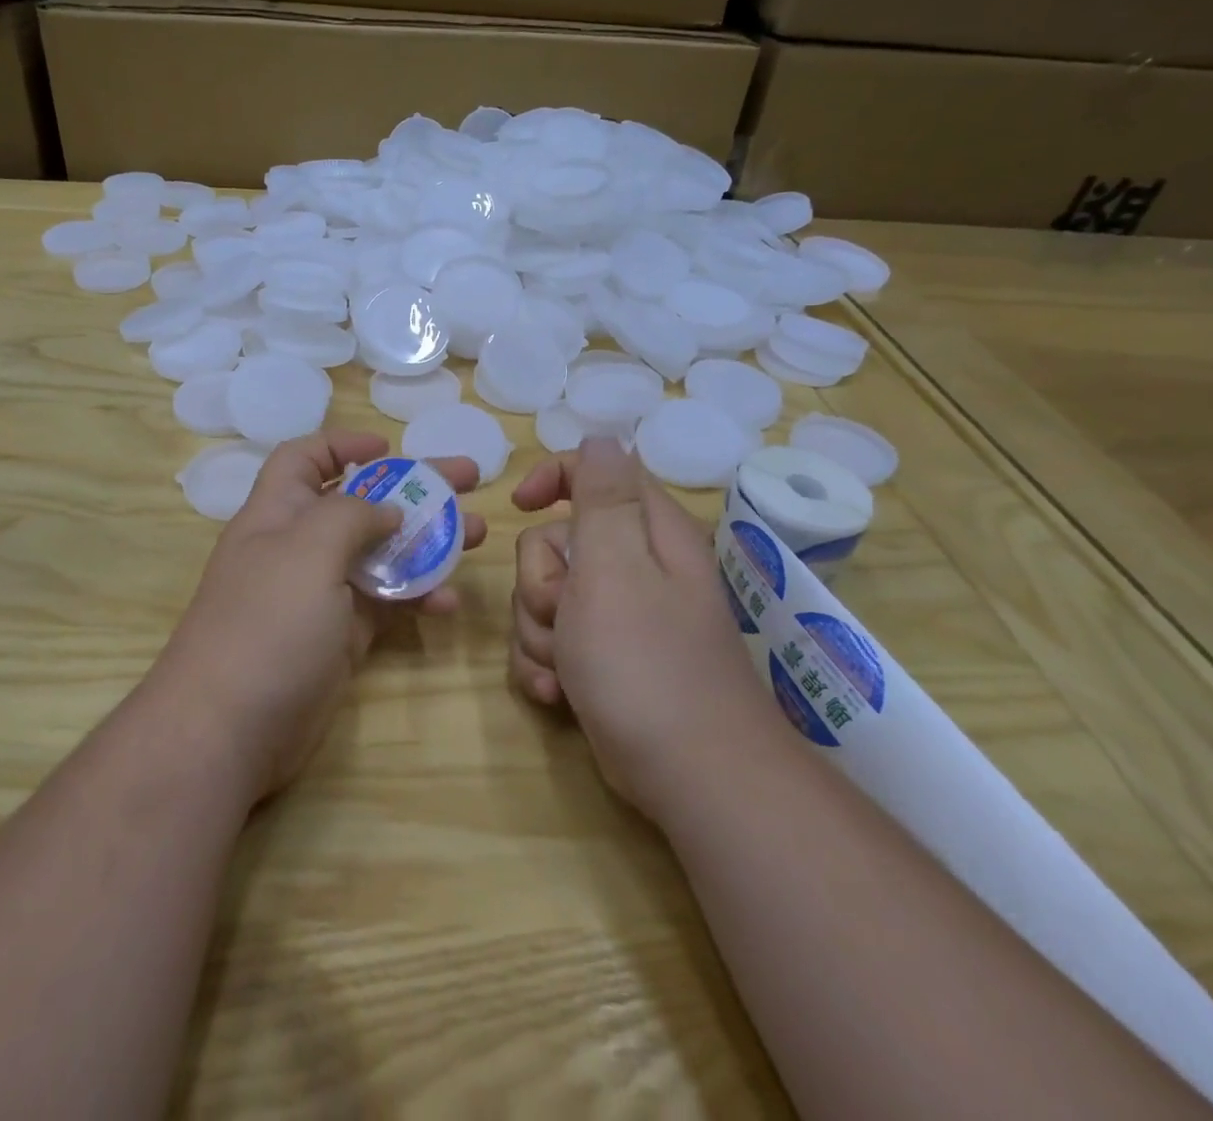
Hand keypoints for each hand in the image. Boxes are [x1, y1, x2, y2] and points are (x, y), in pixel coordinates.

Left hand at [159, 431, 485, 802]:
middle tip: (467, 479)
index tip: (391, 447)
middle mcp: (299, 546)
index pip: (305, 458)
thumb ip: (351, 516)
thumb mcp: (307, 550)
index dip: (343, 444)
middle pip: (360, 502)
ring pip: (381, 553)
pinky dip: (417, 596)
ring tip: (477, 534)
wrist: (230, 729)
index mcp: (278, 512)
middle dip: (412, 487)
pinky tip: (449, 602)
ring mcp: (322, 593)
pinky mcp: (342, 636)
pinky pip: (387, 603)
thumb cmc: (267, 623)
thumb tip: (388, 509)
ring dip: (428, 541)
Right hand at [509, 438, 772, 817]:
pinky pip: (553, 642)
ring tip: (563, 670)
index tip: (522, 505)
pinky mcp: (606, 660)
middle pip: (555, 544)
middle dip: (540, 584)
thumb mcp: (614, 568)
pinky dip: (545, 665)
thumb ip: (604, 498)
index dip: (554, 479)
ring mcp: (620, 617)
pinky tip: (555, 695)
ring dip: (539, 633)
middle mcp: (636, 568)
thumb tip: (604, 436)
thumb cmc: (644, 663)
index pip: (597, 472)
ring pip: (546, 598)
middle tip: (561, 617)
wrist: (690, 776)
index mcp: (647, 534)